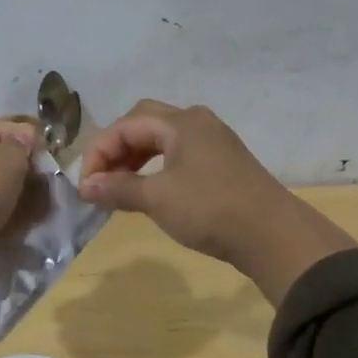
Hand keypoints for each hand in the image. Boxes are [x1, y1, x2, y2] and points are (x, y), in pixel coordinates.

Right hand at [77, 101, 355, 303]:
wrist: (272, 235)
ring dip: (135, 158)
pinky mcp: (222, 163)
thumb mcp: (158, 198)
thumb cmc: (210, 209)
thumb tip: (86, 186)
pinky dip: (155, 167)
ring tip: (119, 187)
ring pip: (161, 139)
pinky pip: (178, 154)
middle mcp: (197, 123)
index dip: (99, 152)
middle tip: (101, 179)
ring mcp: (213, 142)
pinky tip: (149, 190)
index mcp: (181, 122)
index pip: (125, 125)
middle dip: (116, 148)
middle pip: (144, 123)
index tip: (85, 185)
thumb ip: (118, 188)